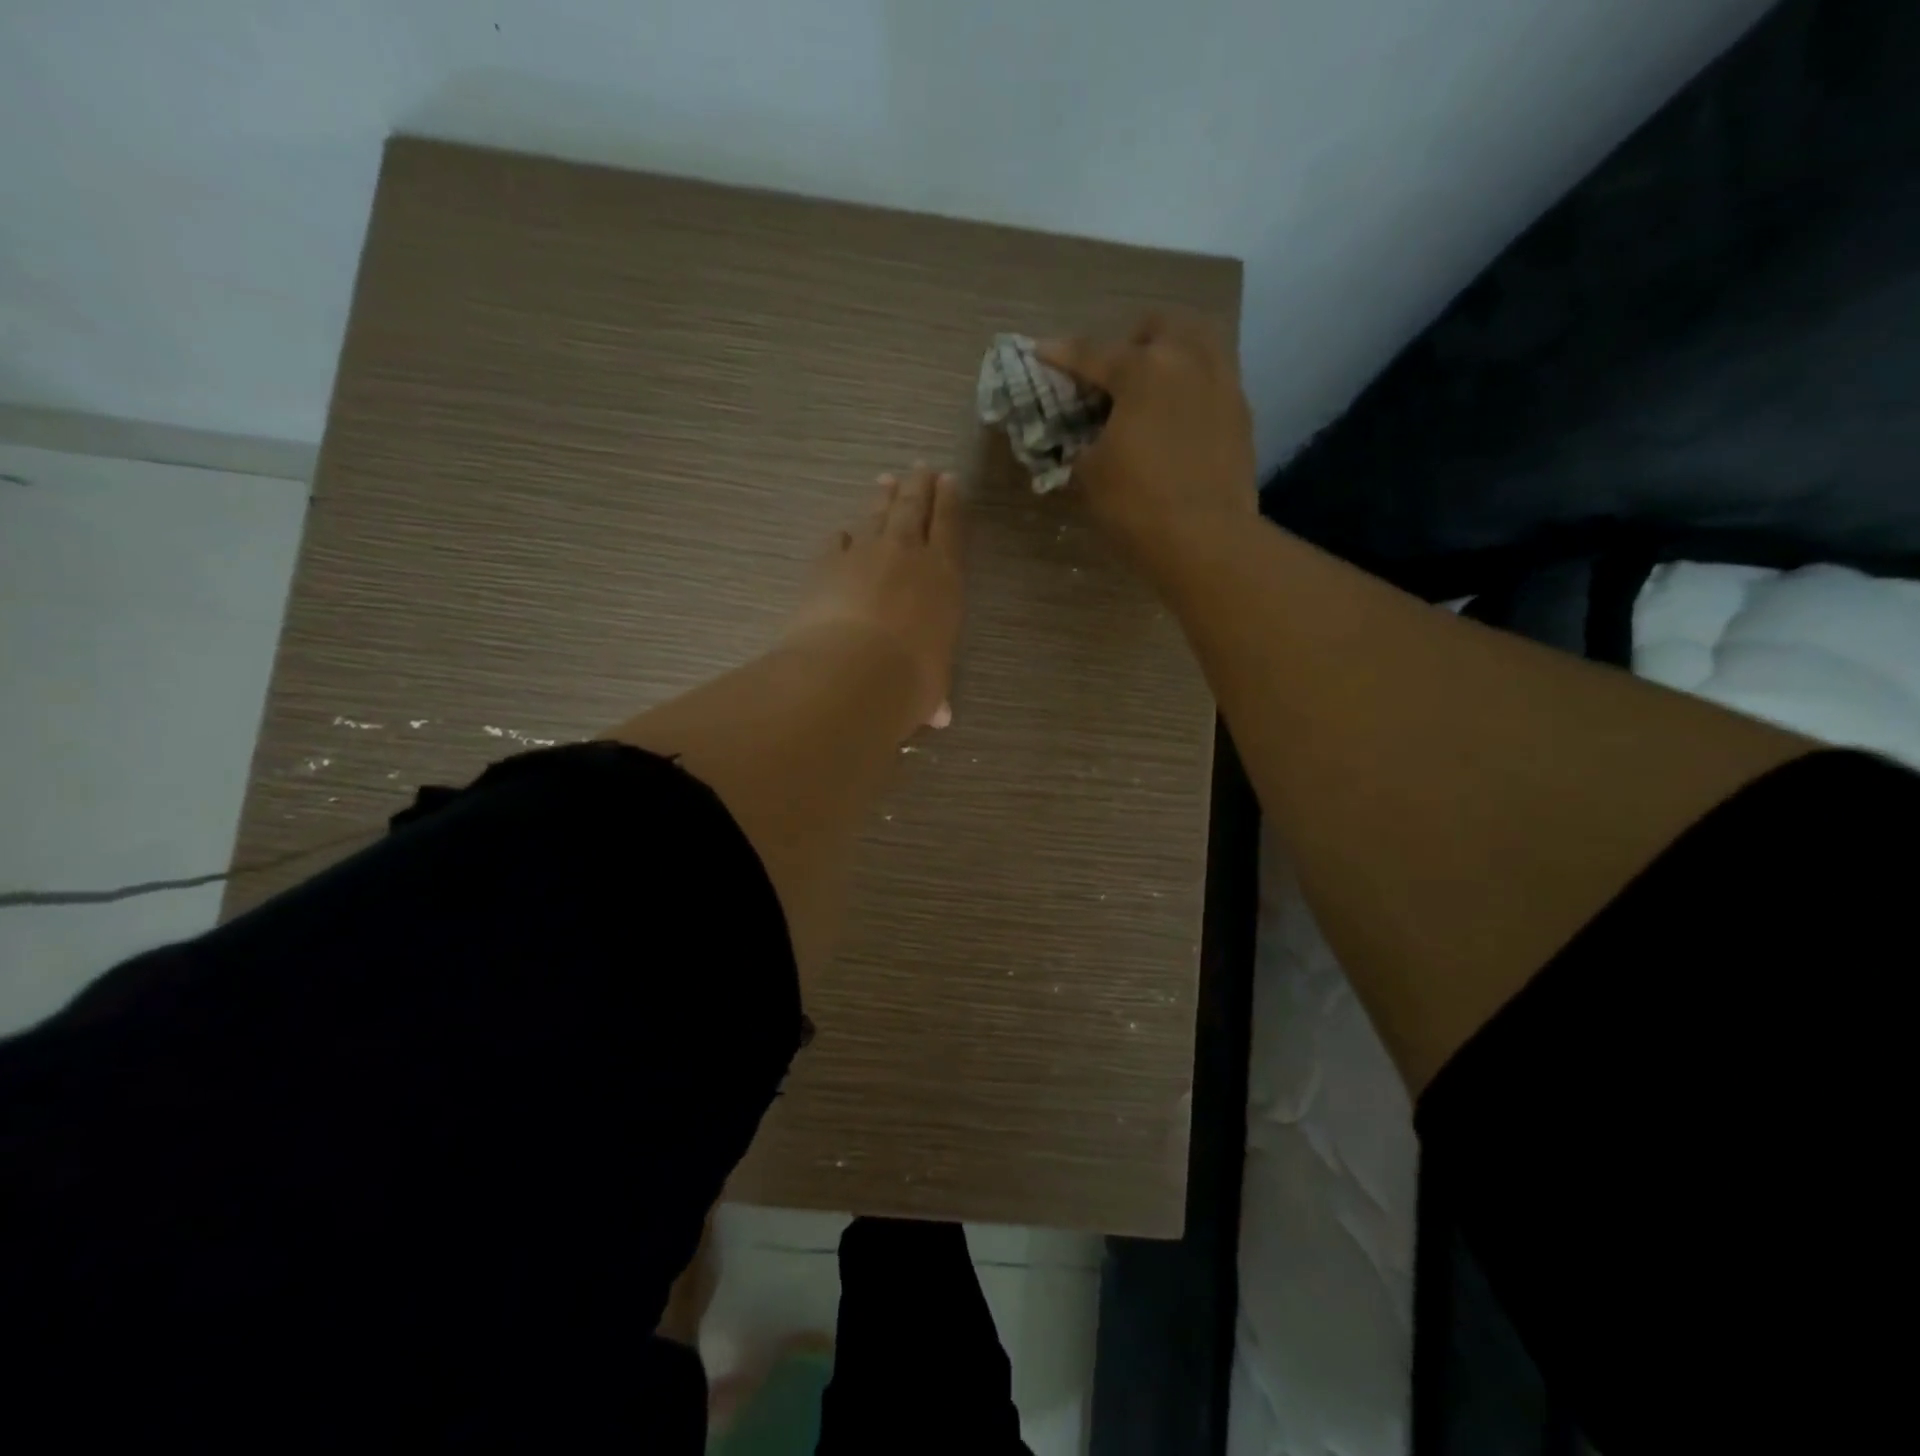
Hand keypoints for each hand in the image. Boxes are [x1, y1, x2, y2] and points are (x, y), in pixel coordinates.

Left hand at [782, 463, 965, 729]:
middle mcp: (908, 555)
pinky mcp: (827, 564)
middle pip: (914, 509)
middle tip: (921, 469)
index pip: (950, 527)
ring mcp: (865, 554)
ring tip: (887, 481)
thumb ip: (934, 692)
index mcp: (944, 578)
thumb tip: (939, 716)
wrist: (854, 672)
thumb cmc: (910, 681)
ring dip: (884, 498)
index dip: (950, 502)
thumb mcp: (931, 688)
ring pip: (878, 515)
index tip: (949, 481)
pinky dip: (843, 536)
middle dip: (920, 487)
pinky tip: (842, 532)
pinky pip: (838, 541)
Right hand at [1041, 312, 1256, 565]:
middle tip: (1113, 377)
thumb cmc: (1137, 505)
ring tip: (1154, 387)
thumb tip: (1085, 439)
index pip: (1092, 353)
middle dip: (1131, 342)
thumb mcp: (1090, 475)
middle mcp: (1187, 360)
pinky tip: (1179, 417)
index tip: (1041, 350)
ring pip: (1198, 341)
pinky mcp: (1241, 412)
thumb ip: (1083, 443)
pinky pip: (1215, 378)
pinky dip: (1193, 386)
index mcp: (1142, 370)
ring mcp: (1222, 382)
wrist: (1206, 540)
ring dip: (1171, 353)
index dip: (1061, 354)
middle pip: (1159, 326)